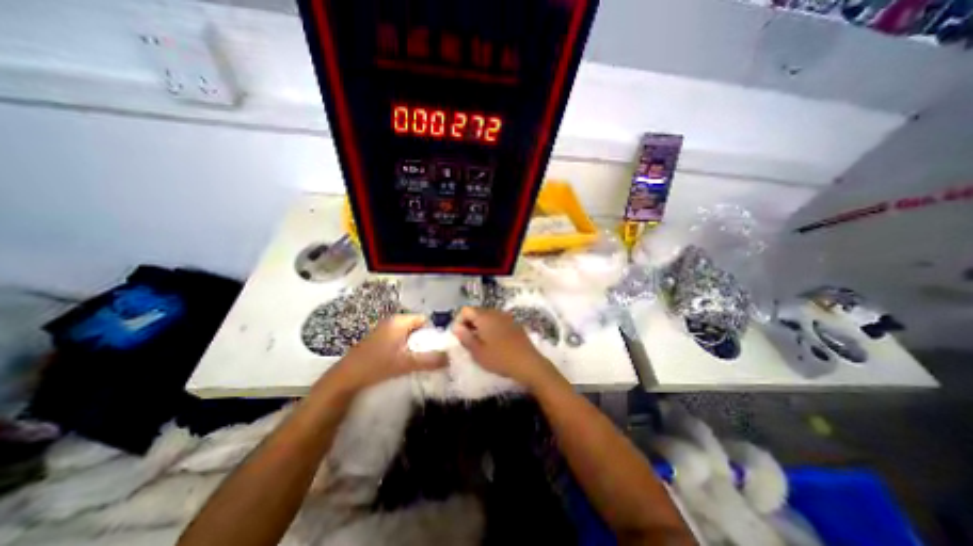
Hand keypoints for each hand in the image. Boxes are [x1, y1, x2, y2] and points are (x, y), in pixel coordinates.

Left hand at [327, 314, 447, 394]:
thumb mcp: (407, 363)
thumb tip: (450, 357)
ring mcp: (383, 330)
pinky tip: (404, 362)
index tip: (437, 347)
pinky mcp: (378, 340)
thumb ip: (430, 360)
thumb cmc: (377, 366)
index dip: (433, 331)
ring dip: (415, 346)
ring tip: (419, 361)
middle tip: (430, 356)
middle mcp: (392, 322)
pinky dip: (405, 349)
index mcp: (399, 321)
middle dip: (425, 340)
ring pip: (407, 335)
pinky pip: (398, 340)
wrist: (345, 379)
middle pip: (416, 327)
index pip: (424, 319)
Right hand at [450, 306, 559, 388]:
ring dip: (481, 325)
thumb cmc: (499, 358)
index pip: (465, 310)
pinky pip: (498, 320)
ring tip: (481, 342)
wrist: (528, 363)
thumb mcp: (477, 352)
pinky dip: (492, 327)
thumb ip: (465, 337)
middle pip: (477, 311)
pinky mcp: (514, 323)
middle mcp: (495, 312)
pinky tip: (495, 342)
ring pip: (488, 316)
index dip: (459, 321)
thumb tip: (456, 327)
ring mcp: (506, 317)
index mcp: (484, 317)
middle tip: (468, 340)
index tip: (460, 336)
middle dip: (470, 323)